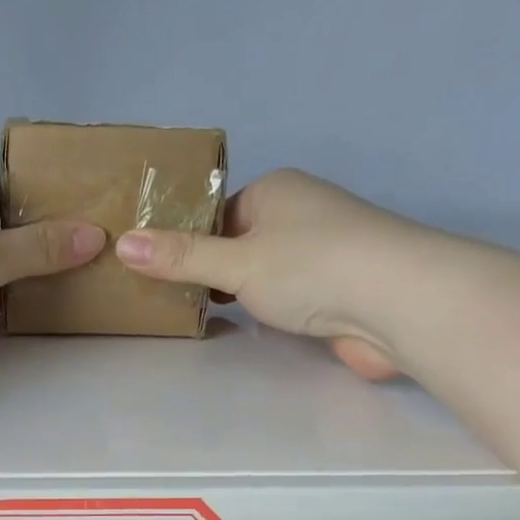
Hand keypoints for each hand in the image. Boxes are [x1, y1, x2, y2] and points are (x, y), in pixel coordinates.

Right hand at [113, 170, 419, 380]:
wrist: (398, 302)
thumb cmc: (312, 267)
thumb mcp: (235, 261)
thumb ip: (181, 257)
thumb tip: (122, 243)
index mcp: (276, 190)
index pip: (217, 215)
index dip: (188, 243)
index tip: (160, 276)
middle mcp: (300, 214)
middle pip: (238, 244)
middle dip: (211, 272)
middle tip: (172, 302)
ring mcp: (322, 253)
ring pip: (263, 273)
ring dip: (240, 295)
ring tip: (201, 319)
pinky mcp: (336, 291)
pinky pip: (286, 297)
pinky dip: (266, 311)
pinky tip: (248, 329)